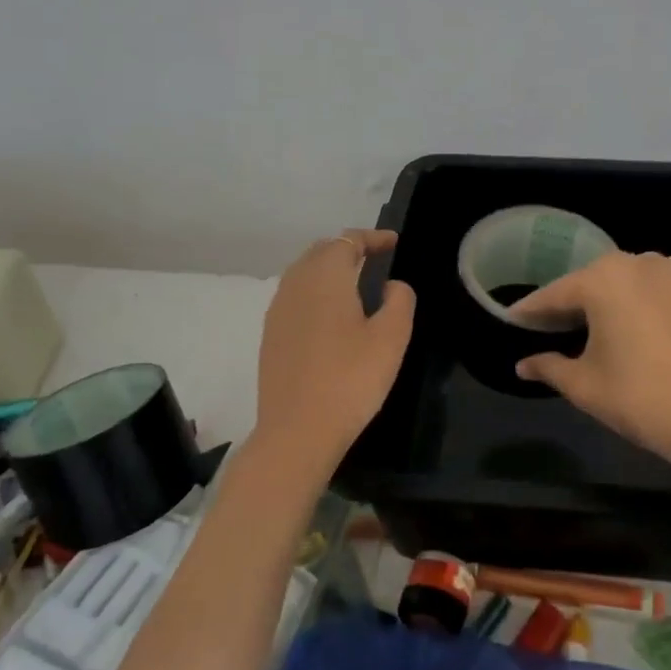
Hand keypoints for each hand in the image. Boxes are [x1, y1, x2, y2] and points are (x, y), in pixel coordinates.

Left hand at [254, 229, 416, 471]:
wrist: (297, 432)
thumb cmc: (350, 380)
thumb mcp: (391, 338)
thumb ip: (399, 301)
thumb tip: (391, 286)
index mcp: (325, 277)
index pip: (347, 240)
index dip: (372, 238)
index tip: (393, 243)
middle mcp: (295, 284)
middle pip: (321, 251)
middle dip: (348, 247)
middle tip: (375, 258)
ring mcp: (277, 310)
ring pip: (303, 272)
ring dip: (329, 268)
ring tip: (355, 282)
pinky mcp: (270, 335)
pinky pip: (294, 296)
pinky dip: (315, 291)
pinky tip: (330, 314)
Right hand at [511, 251, 670, 473]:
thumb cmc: (638, 398)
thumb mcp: (583, 384)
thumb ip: (548, 367)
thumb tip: (522, 365)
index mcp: (602, 279)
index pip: (554, 295)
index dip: (530, 311)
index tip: (510, 320)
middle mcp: (635, 263)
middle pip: (587, 282)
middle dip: (565, 304)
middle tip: (543, 327)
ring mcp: (669, 272)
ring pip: (620, 281)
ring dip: (600, 299)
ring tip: (582, 325)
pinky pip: (649, 286)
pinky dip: (631, 299)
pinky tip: (623, 321)